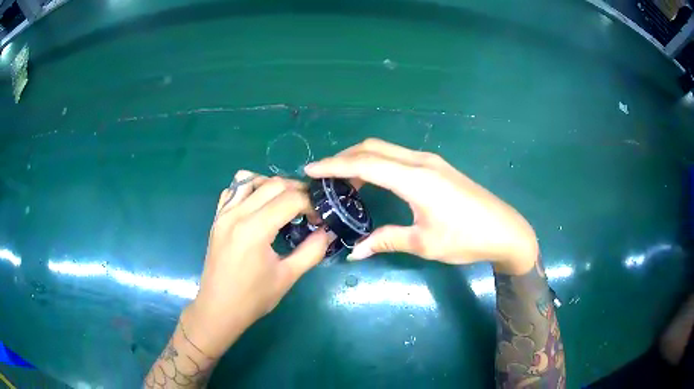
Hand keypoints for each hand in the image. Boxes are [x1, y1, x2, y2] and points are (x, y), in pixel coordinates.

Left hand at [183, 171, 329, 356]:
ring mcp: (223, 213)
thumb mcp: (288, 277)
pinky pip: (233, 190)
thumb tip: (328, 231)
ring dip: (273, 185)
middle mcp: (236, 214)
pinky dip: (249, 188)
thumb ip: (312, 251)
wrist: (218, 309)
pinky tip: (259, 205)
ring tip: (285, 202)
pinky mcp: (217, 218)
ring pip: (250, 179)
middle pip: (273, 184)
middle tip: (309, 208)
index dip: (311, 204)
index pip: (290, 199)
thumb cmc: (253, 298)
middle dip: (297, 191)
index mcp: (254, 230)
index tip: (320, 218)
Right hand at [304, 138, 537, 274]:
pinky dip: (378, 163)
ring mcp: (431, 161)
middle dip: (344, 157)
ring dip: (361, 159)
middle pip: (373, 148)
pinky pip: (398, 157)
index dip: (334, 166)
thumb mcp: (424, 243)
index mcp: (415, 179)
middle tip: (323, 176)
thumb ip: (386, 240)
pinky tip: (372, 181)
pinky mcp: (437, 167)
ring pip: (386, 150)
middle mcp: (420, 162)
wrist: (505, 230)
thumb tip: (354, 252)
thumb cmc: (466, 238)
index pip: (365, 164)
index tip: (309, 170)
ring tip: (342, 180)